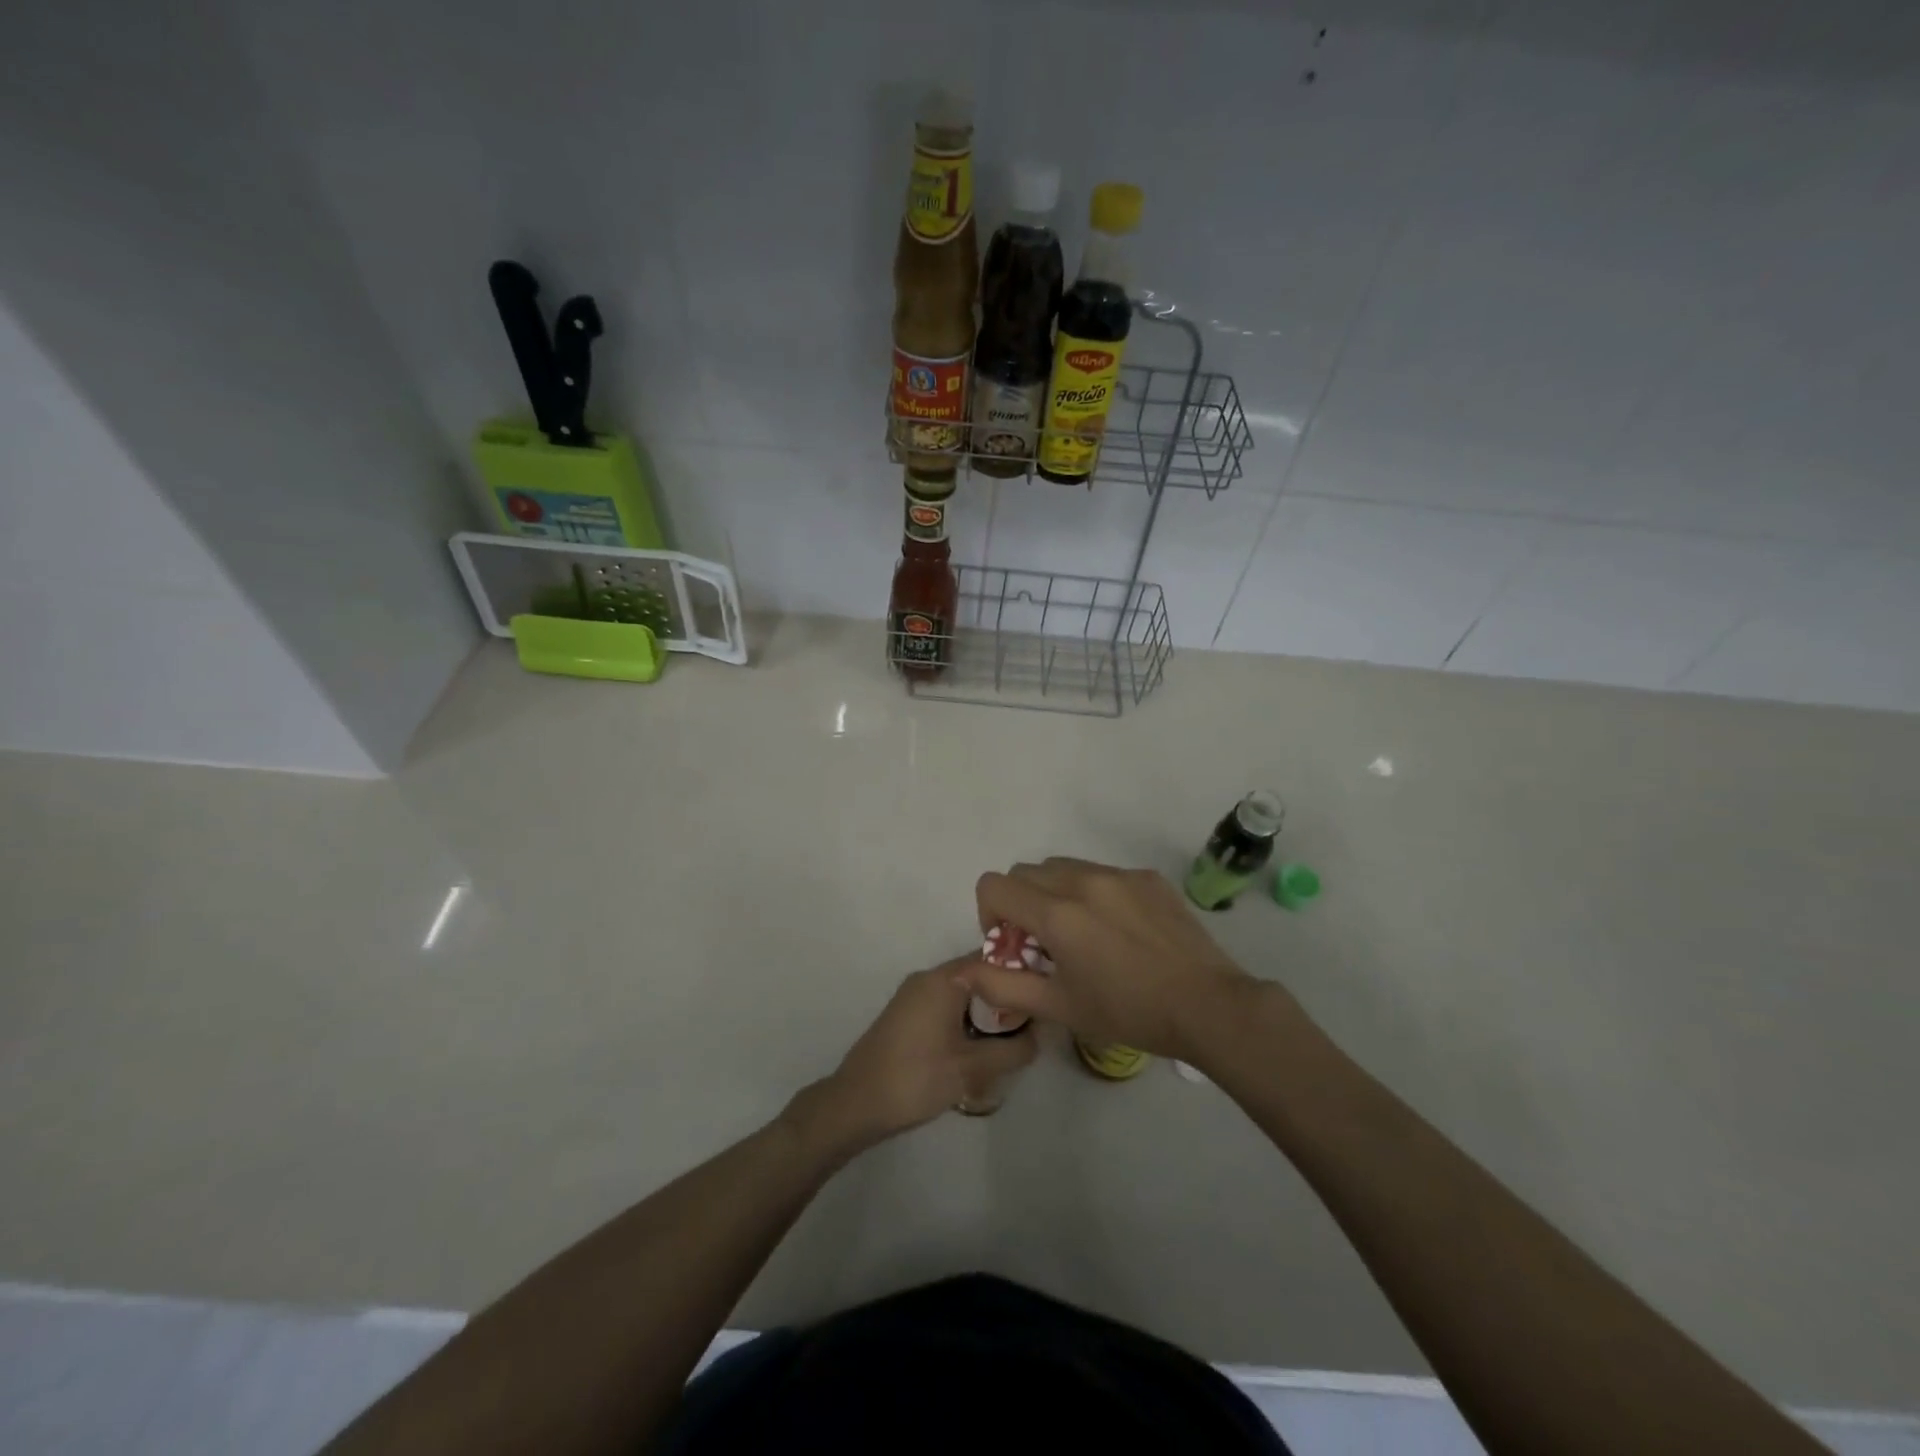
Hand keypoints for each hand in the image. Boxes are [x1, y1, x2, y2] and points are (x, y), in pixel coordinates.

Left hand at [792, 958, 1037, 1155]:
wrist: (855, 1103)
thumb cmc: (915, 1079)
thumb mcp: (972, 1068)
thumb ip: (1012, 1050)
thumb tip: (1040, 1035)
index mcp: (943, 979)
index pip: (993, 958)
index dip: (1022, 972)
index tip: (1046, 991)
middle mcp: (928, 978)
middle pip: (979, 974)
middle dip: (1006, 996)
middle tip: (1034, 1022)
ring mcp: (914, 995)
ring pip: (963, 992)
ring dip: (987, 1011)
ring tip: (1012, 1038)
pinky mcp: (907, 1015)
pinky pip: (947, 1005)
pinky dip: (967, 1019)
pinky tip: (980, 1047)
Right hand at [968, 858, 1288, 1060]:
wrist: (1208, 1006)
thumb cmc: (1128, 1012)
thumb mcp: (1059, 1007)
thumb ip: (1002, 986)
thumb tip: (960, 972)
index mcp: (1057, 913)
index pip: (994, 886)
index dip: (990, 915)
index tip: (1013, 946)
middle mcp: (1083, 880)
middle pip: (1026, 872)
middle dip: (1021, 903)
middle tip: (1043, 944)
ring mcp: (1119, 874)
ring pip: (1063, 867)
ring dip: (1054, 894)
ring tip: (1081, 935)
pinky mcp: (1148, 877)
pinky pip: (1102, 873)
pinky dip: (1093, 893)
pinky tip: (1119, 931)